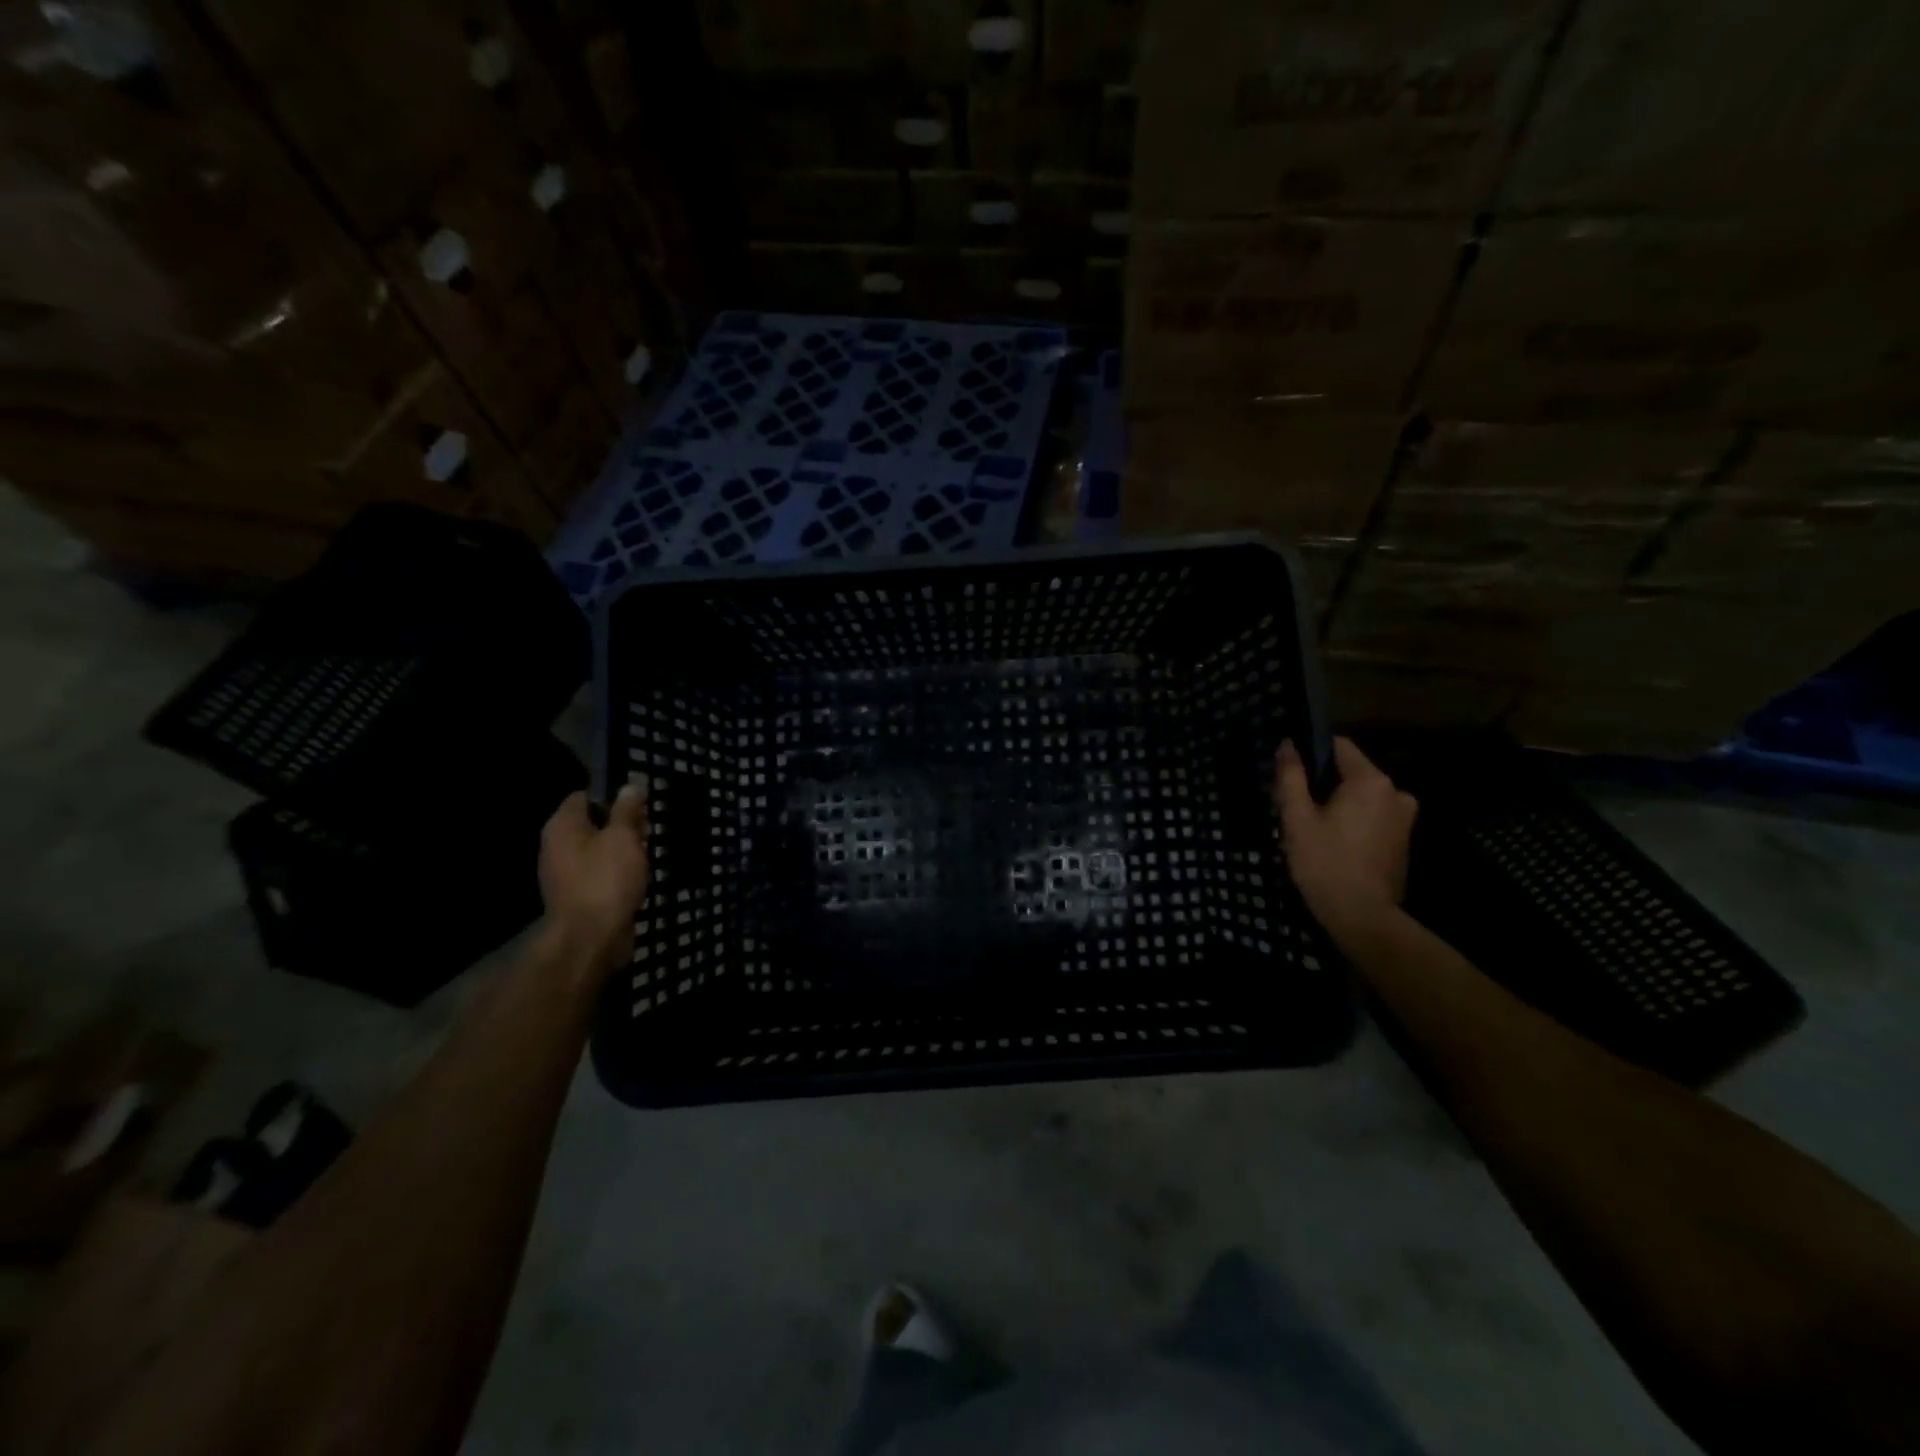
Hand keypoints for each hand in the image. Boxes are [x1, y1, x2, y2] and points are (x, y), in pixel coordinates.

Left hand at [539, 785, 649, 971]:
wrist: (591, 938)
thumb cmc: (606, 879)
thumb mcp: (623, 836)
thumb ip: (627, 809)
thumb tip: (630, 785)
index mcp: (562, 826)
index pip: (584, 795)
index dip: (613, 795)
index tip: (640, 803)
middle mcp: (557, 846)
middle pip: (592, 822)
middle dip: (622, 823)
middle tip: (648, 829)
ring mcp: (565, 872)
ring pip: (598, 848)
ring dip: (623, 848)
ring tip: (647, 853)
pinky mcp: (578, 894)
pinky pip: (600, 871)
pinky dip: (618, 870)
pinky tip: (637, 876)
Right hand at [1274, 737, 1416, 951]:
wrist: (1363, 917)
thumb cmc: (1324, 863)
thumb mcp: (1297, 818)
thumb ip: (1291, 777)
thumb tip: (1287, 744)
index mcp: (1370, 780)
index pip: (1338, 746)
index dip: (1311, 752)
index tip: (1290, 772)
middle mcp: (1395, 791)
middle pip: (1352, 771)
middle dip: (1324, 783)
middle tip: (1296, 806)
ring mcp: (1405, 817)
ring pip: (1362, 795)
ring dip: (1339, 803)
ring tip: (1313, 826)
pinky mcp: (1404, 839)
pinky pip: (1373, 815)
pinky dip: (1354, 820)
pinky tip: (1334, 842)